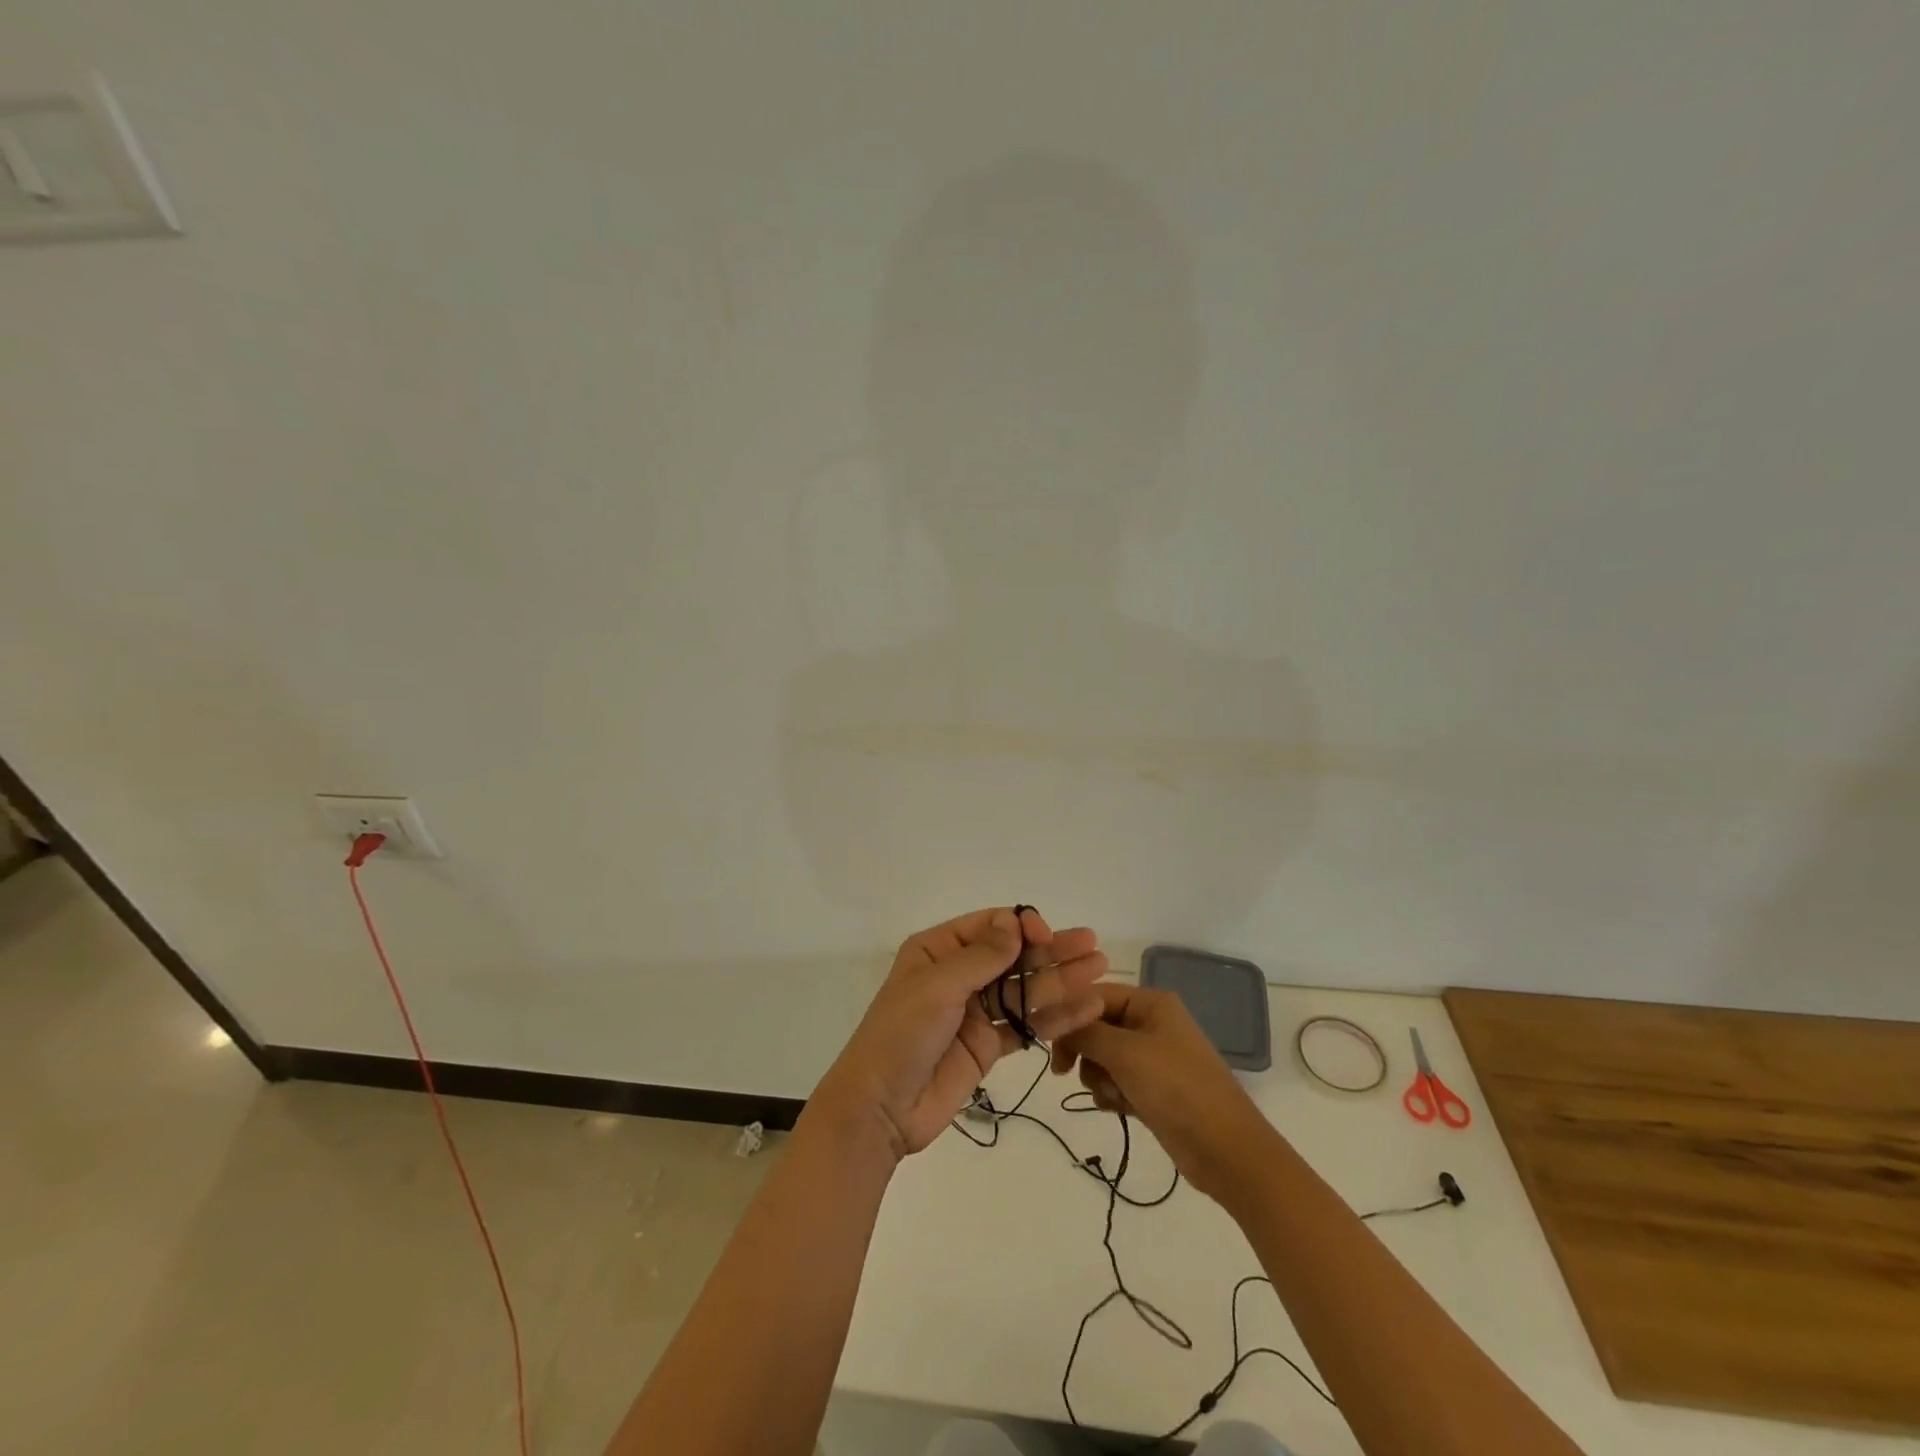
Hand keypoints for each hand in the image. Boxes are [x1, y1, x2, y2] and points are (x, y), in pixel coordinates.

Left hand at [810, 907, 1108, 1161]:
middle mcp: (959, 975)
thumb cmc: (900, 1036)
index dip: (1022, 927)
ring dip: (1061, 981)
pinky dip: (1054, 1017)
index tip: (1047, 936)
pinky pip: (1025, 1025)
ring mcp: (975, 1011)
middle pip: (1013, 957)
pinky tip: (1085, 1008)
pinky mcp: (988, 1045)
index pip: (990, 927)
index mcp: (938, 950)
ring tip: (1099, 972)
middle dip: (1051, 951)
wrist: (880, 1109)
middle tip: (1093, 947)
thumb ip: (981, 957)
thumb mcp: (936, 987)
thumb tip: (1016, 923)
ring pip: (1024, 990)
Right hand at [1051, 982, 1275, 1203]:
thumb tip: (1055, 1019)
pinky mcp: (1153, 1088)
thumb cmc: (1175, 1088)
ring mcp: (1153, 1057)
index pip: (1095, 995)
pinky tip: (1120, 1108)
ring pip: (1103, 1056)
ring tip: (1112, 1095)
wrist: (1225, 1150)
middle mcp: (1151, 1023)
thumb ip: (1085, 1031)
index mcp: (1151, 1002)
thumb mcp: (1125, 1052)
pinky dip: (1112, 1093)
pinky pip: (1116, 1080)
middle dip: (1084, 1050)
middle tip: (1065, 1072)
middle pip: (1096, 1026)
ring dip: (1098, 1076)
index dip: (1069, 1015)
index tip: (1046, 1042)